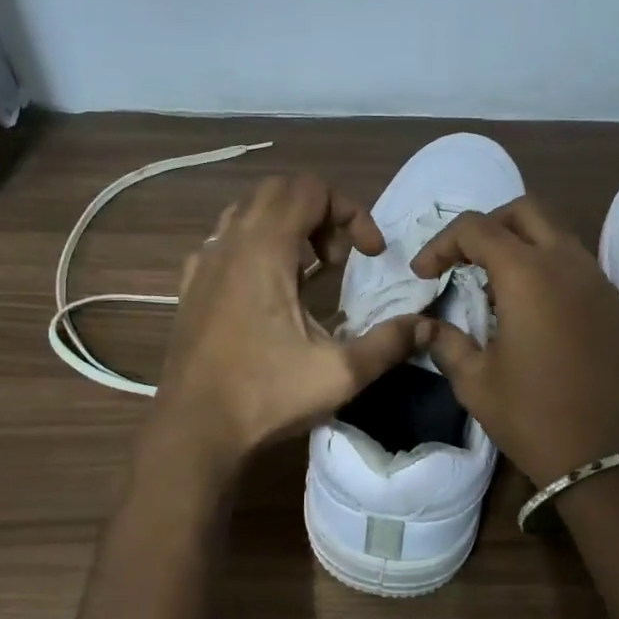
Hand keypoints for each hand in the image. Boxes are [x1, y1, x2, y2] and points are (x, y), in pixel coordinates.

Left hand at [149, 174, 424, 466]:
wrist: (194, 429)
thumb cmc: (266, 395)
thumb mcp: (340, 373)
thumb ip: (390, 343)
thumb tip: (428, 327)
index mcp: (265, 248)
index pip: (312, 189)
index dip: (352, 212)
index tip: (370, 255)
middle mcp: (230, 242)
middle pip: (279, 191)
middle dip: (320, 212)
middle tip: (339, 259)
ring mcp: (204, 261)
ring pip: (248, 211)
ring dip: (286, 226)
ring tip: (308, 270)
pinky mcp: (190, 285)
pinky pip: (225, 241)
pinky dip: (254, 246)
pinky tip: (266, 289)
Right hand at [411, 198, 618, 486]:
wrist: (607, 459)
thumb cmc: (532, 417)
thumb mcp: (475, 382)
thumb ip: (446, 342)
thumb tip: (427, 326)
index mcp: (528, 275)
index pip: (477, 228)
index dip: (442, 243)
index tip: (425, 274)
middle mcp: (569, 265)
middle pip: (526, 211)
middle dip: (489, 226)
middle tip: (465, 261)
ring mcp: (601, 284)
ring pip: (558, 236)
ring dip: (523, 246)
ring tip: (498, 289)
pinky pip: (580, 268)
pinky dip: (551, 272)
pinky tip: (537, 315)